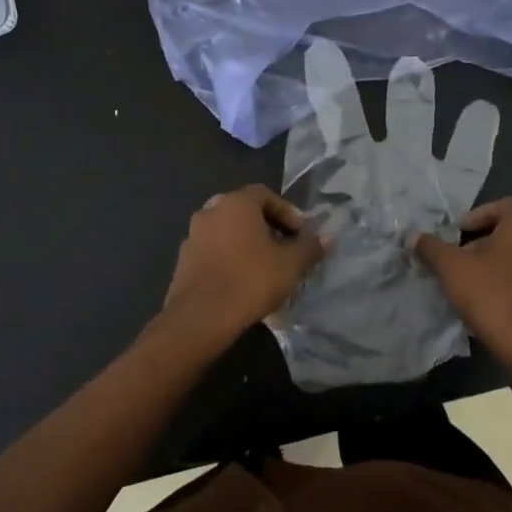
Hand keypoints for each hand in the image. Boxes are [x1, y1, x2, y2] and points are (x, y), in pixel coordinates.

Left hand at [160, 186, 327, 346]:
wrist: (201, 318)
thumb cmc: (250, 280)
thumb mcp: (290, 265)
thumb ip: (310, 247)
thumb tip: (329, 237)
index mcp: (235, 203)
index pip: (264, 194)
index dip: (286, 211)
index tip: (299, 233)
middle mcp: (210, 212)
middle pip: (243, 212)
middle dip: (265, 227)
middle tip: (282, 248)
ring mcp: (192, 237)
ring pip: (226, 233)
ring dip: (246, 245)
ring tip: (264, 269)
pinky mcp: (183, 262)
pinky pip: (213, 253)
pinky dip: (229, 260)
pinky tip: (242, 284)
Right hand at [412, 198, 511, 377]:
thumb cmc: (492, 296)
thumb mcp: (451, 268)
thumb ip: (431, 248)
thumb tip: (414, 237)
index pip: (505, 205)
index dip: (478, 215)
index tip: (458, 234)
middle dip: (483, 243)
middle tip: (458, 261)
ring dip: (497, 266)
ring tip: (471, 285)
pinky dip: (510, 286)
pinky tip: (491, 306)